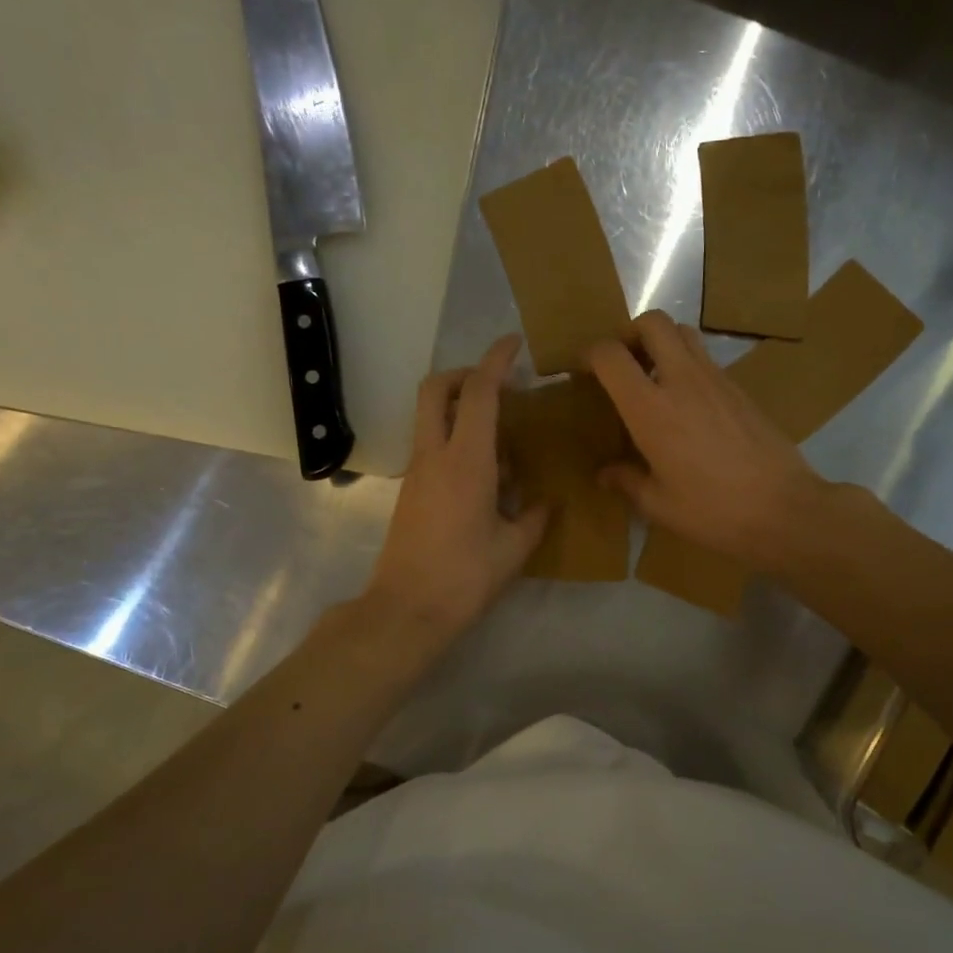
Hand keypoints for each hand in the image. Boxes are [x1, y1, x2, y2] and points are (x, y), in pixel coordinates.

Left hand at [364, 335, 549, 641]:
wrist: (406, 609)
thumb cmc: (465, 577)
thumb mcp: (513, 548)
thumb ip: (534, 517)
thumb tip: (546, 501)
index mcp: (466, 461)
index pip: (479, 392)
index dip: (496, 360)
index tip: (514, 343)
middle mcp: (435, 455)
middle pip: (437, 389)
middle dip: (465, 373)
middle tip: (498, 384)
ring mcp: (417, 471)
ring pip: (431, 416)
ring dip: (461, 407)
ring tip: (503, 434)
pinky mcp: (411, 490)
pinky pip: (433, 445)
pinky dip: (456, 438)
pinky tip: (488, 472)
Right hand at [587, 312, 828, 570]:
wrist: (783, 509)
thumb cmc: (712, 511)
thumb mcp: (659, 505)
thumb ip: (627, 481)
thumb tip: (605, 474)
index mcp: (651, 408)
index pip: (610, 354)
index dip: (589, 355)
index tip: (583, 373)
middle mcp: (682, 380)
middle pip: (653, 322)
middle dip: (630, 334)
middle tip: (623, 365)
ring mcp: (716, 379)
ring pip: (684, 332)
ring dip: (662, 343)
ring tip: (654, 379)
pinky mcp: (740, 389)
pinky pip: (707, 358)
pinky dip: (688, 365)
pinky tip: (688, 405)